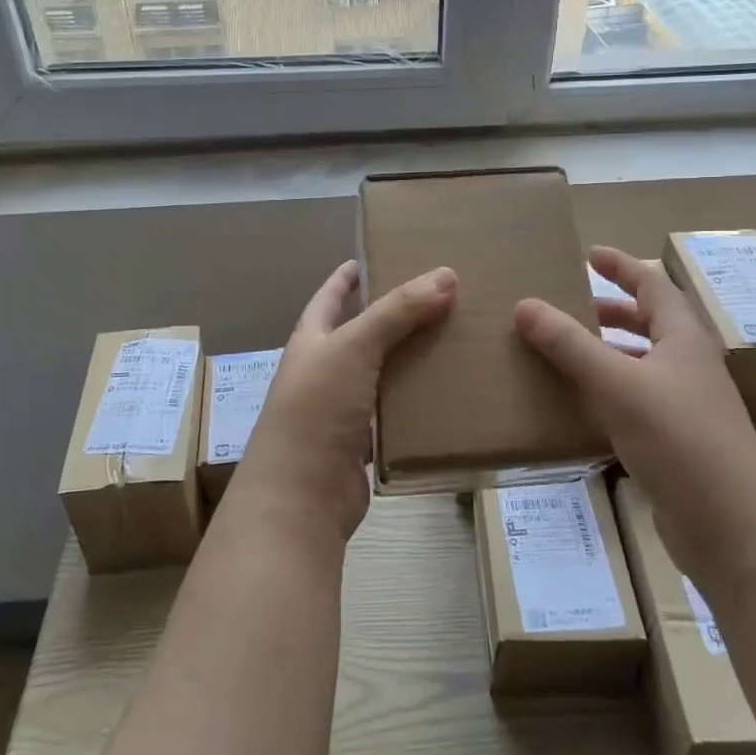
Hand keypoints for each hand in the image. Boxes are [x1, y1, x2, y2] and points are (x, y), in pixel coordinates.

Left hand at [231, 260, 456, 542]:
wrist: (300, 498)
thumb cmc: (316, 410)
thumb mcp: (354, 348)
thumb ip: (397, 311)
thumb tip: (446, 274)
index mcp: (312, 342)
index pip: (330, 297)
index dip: (348, 277)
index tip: (376, 256)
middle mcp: (323, 371)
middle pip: (362, 334)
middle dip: (395, 316)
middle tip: (440, 297)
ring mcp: (342, 410)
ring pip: (383, 374)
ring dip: (411, 359)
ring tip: (455, 338)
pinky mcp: (362, 444)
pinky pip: (395, 414)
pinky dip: (416, 403)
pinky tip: (449, 392)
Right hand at [515, 246, 755, 511]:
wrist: (733, 530)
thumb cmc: (681, 442)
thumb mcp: (619, 385)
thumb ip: (570, 345)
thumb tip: (525, 305)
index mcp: (684, 339)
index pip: (653, 285)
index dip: (622, 266)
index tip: (589, 253)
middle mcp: (688, 366)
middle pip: (648, 323)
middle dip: (609, 310)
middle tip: (567, 305)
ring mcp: (685, 406)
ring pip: (640, 364)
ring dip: (605, 353)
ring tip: (563, 352)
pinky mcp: (676, 443)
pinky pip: (635, 402)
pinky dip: (607, 393)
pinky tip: (578, 406)